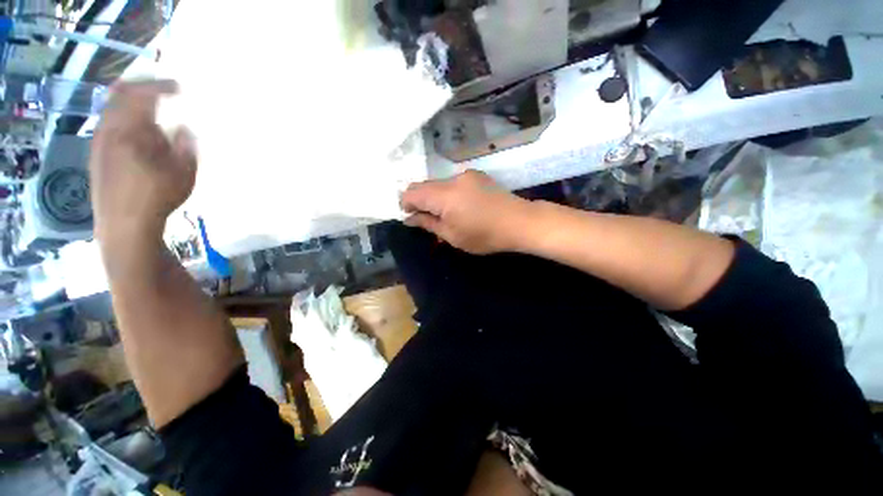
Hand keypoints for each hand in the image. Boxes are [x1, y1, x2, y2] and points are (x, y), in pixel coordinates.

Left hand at [90, 80, 195, 244]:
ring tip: (154, 117)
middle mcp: (109, 130)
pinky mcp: (96, 155)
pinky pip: (109, 124)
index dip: (160, 86)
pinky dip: (125, 119)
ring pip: (112, 109)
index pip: (141, 94)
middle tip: (162, 92)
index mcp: (130, 131)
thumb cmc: (156, 199)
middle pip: (119, 95)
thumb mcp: (182, 174)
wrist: (122, 225)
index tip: (180, 89)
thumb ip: (184, 147)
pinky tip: (139, 134)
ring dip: (133, 106)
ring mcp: (99, 142)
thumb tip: (184, 129)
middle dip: (142, 89)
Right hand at [400, 170, 534, 254]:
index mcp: (444, 195)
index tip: (410, 217)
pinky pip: (453, 182)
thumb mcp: (452, 236)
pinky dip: (448, 193)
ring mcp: (466, 175)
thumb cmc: (484, 235)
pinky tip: (460, 206)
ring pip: (439, 183)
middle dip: (419, 200)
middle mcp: (452, 179)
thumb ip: (428, 223)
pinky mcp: (477, 175)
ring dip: (435, 197)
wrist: (519, 222)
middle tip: (426, 218)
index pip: (412, 192)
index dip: (405, 204)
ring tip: (445, 214)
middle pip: (424, 185)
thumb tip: (409, 218)